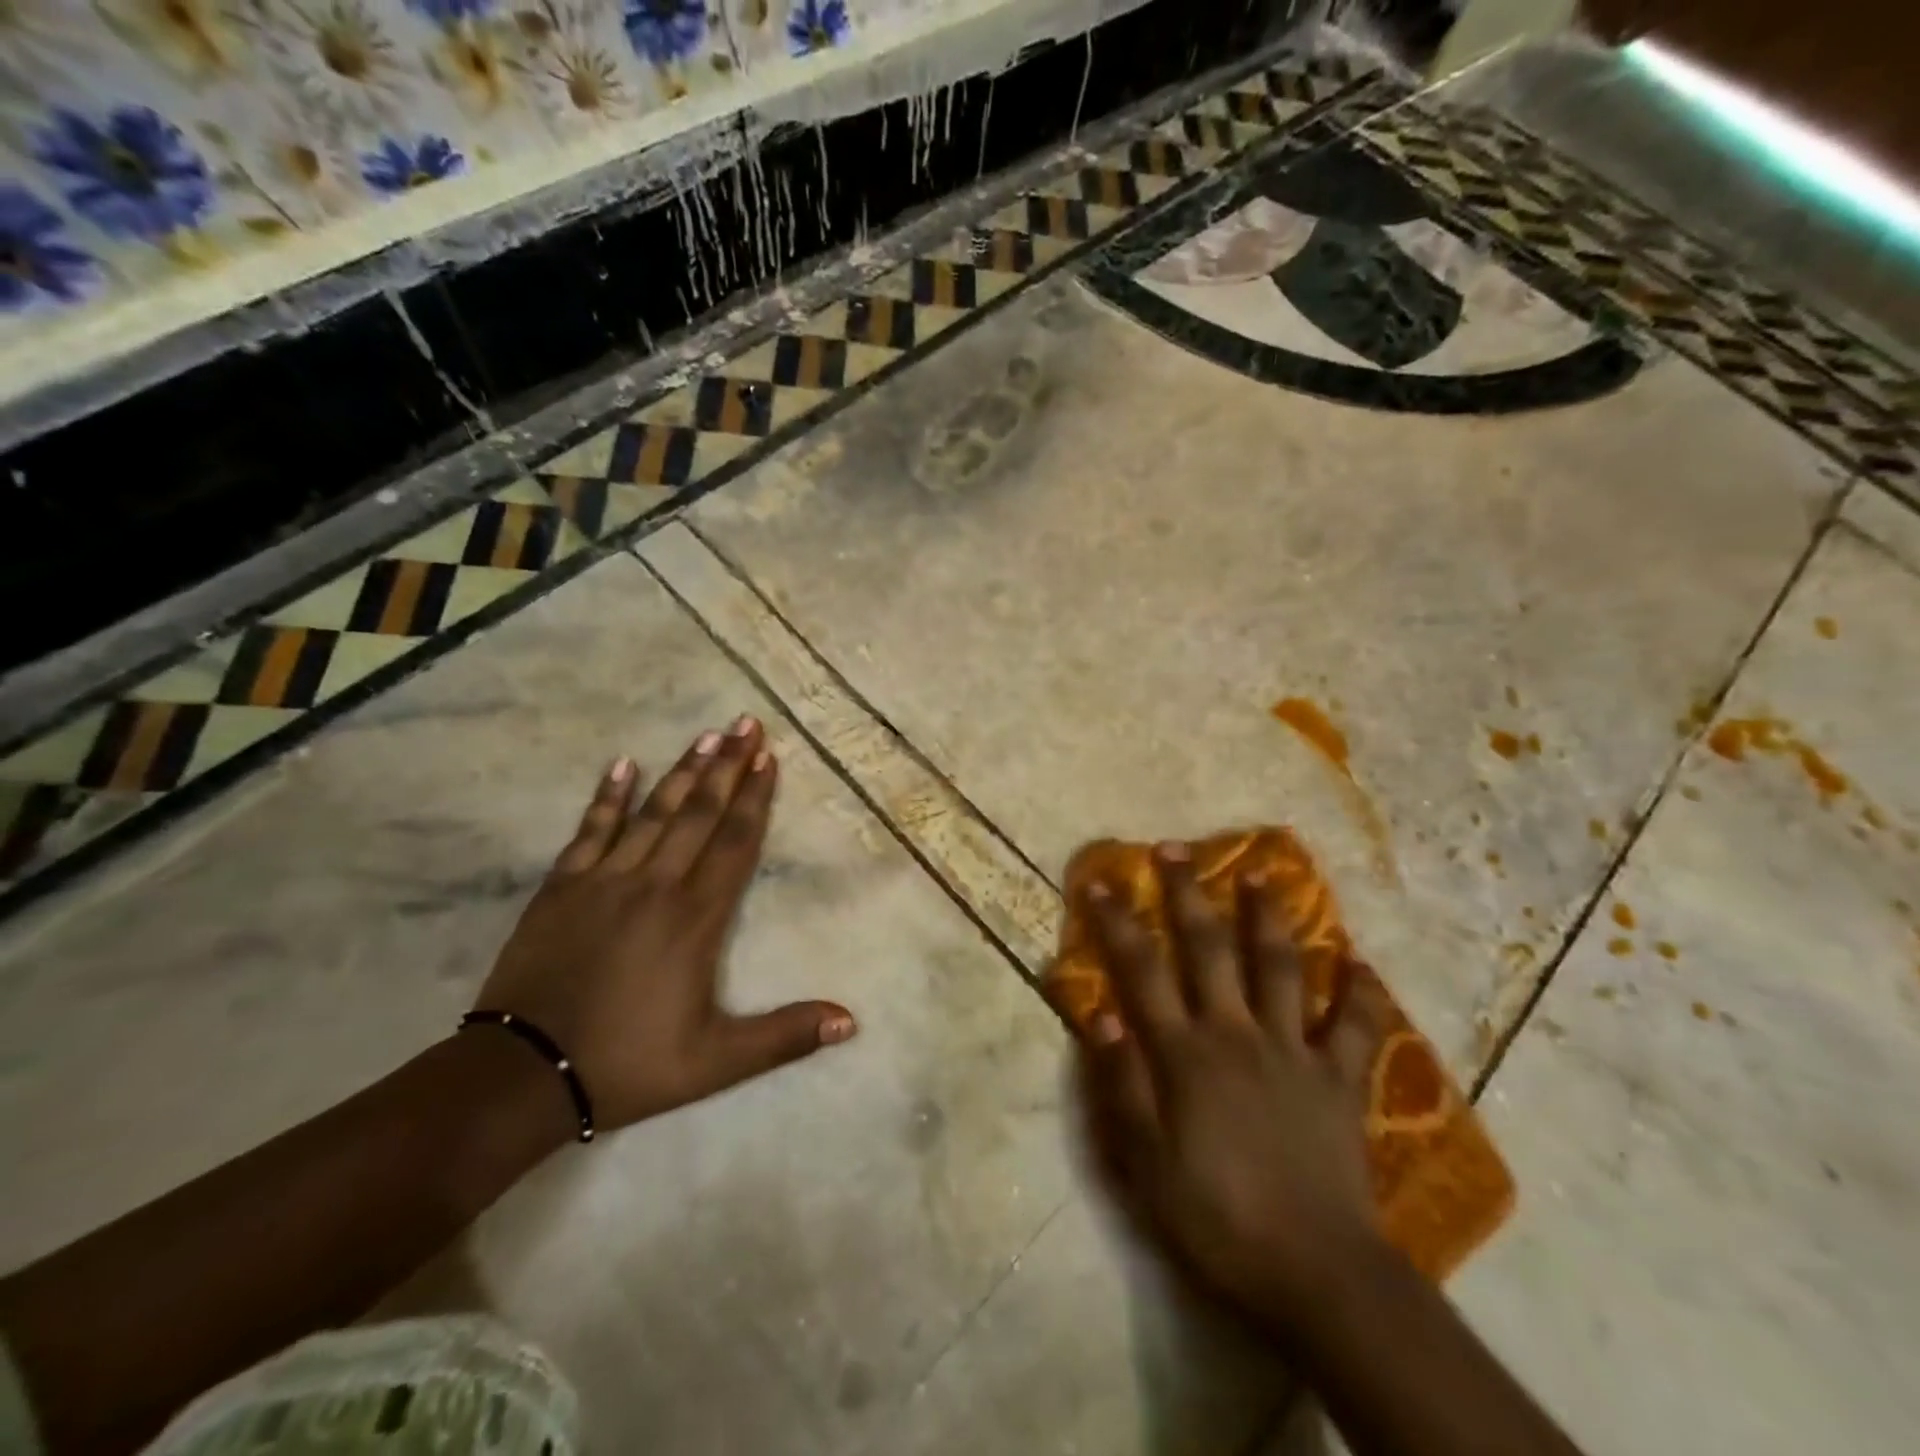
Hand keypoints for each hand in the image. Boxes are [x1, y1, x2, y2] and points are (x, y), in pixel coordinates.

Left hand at [474, 717, 856, 1131]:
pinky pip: (590, 830)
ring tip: (705, 734)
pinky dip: (607, 796)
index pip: (736, 842)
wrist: (523, 1075)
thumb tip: (851, 1020)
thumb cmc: (628, 1063)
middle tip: (746, 723)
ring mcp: (605, 880)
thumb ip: (785, 1036)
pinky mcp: (562, 887)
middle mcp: (656, 885)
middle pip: (699, 814)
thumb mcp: (716, 1062)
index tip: (768, 757)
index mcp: (696, 917)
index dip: (755, 797)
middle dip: (727, 766)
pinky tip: (622, 764)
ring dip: (682, 771)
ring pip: (653, 812)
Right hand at [1072, 842, 1395, 1332]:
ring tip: (1263, 874)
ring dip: (1268, 918)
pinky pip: (1356, 1027)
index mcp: (1186, 1053)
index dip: (1118, 922)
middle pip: (1209, 950)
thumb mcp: (1146, 1161)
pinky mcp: (1340, 1079)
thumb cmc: (1217, 1217)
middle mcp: (1237, 1033)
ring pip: (1280, 968)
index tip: (1102, 881)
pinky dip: (1360, 993)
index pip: (1142, 971)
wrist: (1317, 1273)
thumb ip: (1121, 1082)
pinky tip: (1360, 963)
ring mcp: (1294, 1050)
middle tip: (1178, 849)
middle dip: (1189, 895)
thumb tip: (1098, 1013)